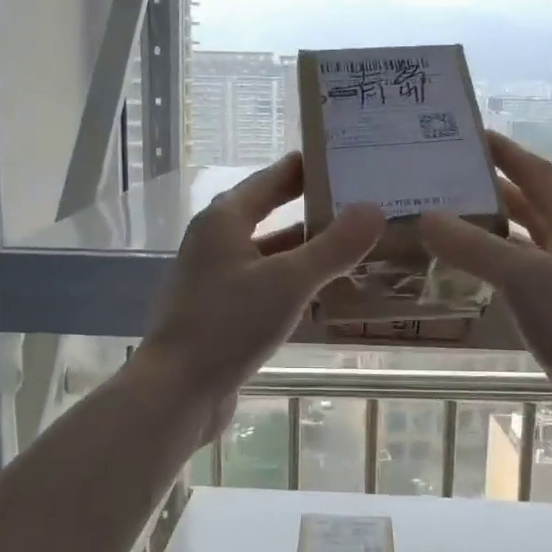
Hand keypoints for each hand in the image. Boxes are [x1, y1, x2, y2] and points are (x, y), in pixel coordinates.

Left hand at [134, 153, 383, 442]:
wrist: (177, 391)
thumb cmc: (228, 325)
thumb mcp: (288, 282)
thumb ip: (333, 247)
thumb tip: (374, 209)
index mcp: (225, 219)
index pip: (275, 177)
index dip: (312, 167)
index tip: (353, 160)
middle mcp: (218, 240)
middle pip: (273, 212)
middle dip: (316, 209)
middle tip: (365, 204)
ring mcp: (218, 277)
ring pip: (272, 252)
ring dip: (309, 249)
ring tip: (358, 246)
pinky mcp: (223, 310)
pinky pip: (268, 284)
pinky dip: (296, 282)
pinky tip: (328, 292)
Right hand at [420, 132, 551, 455]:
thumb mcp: (525, 279)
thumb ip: (474, 247)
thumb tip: (425, 218)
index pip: (535, 172)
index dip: (504, 151)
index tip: (465, 134)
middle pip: (528, 204)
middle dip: (489, 188)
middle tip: (441, 178)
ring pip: (521, 242)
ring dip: (487, 228)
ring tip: (440, 220)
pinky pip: (518, 277)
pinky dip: (491, 267)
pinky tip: (463, 274)